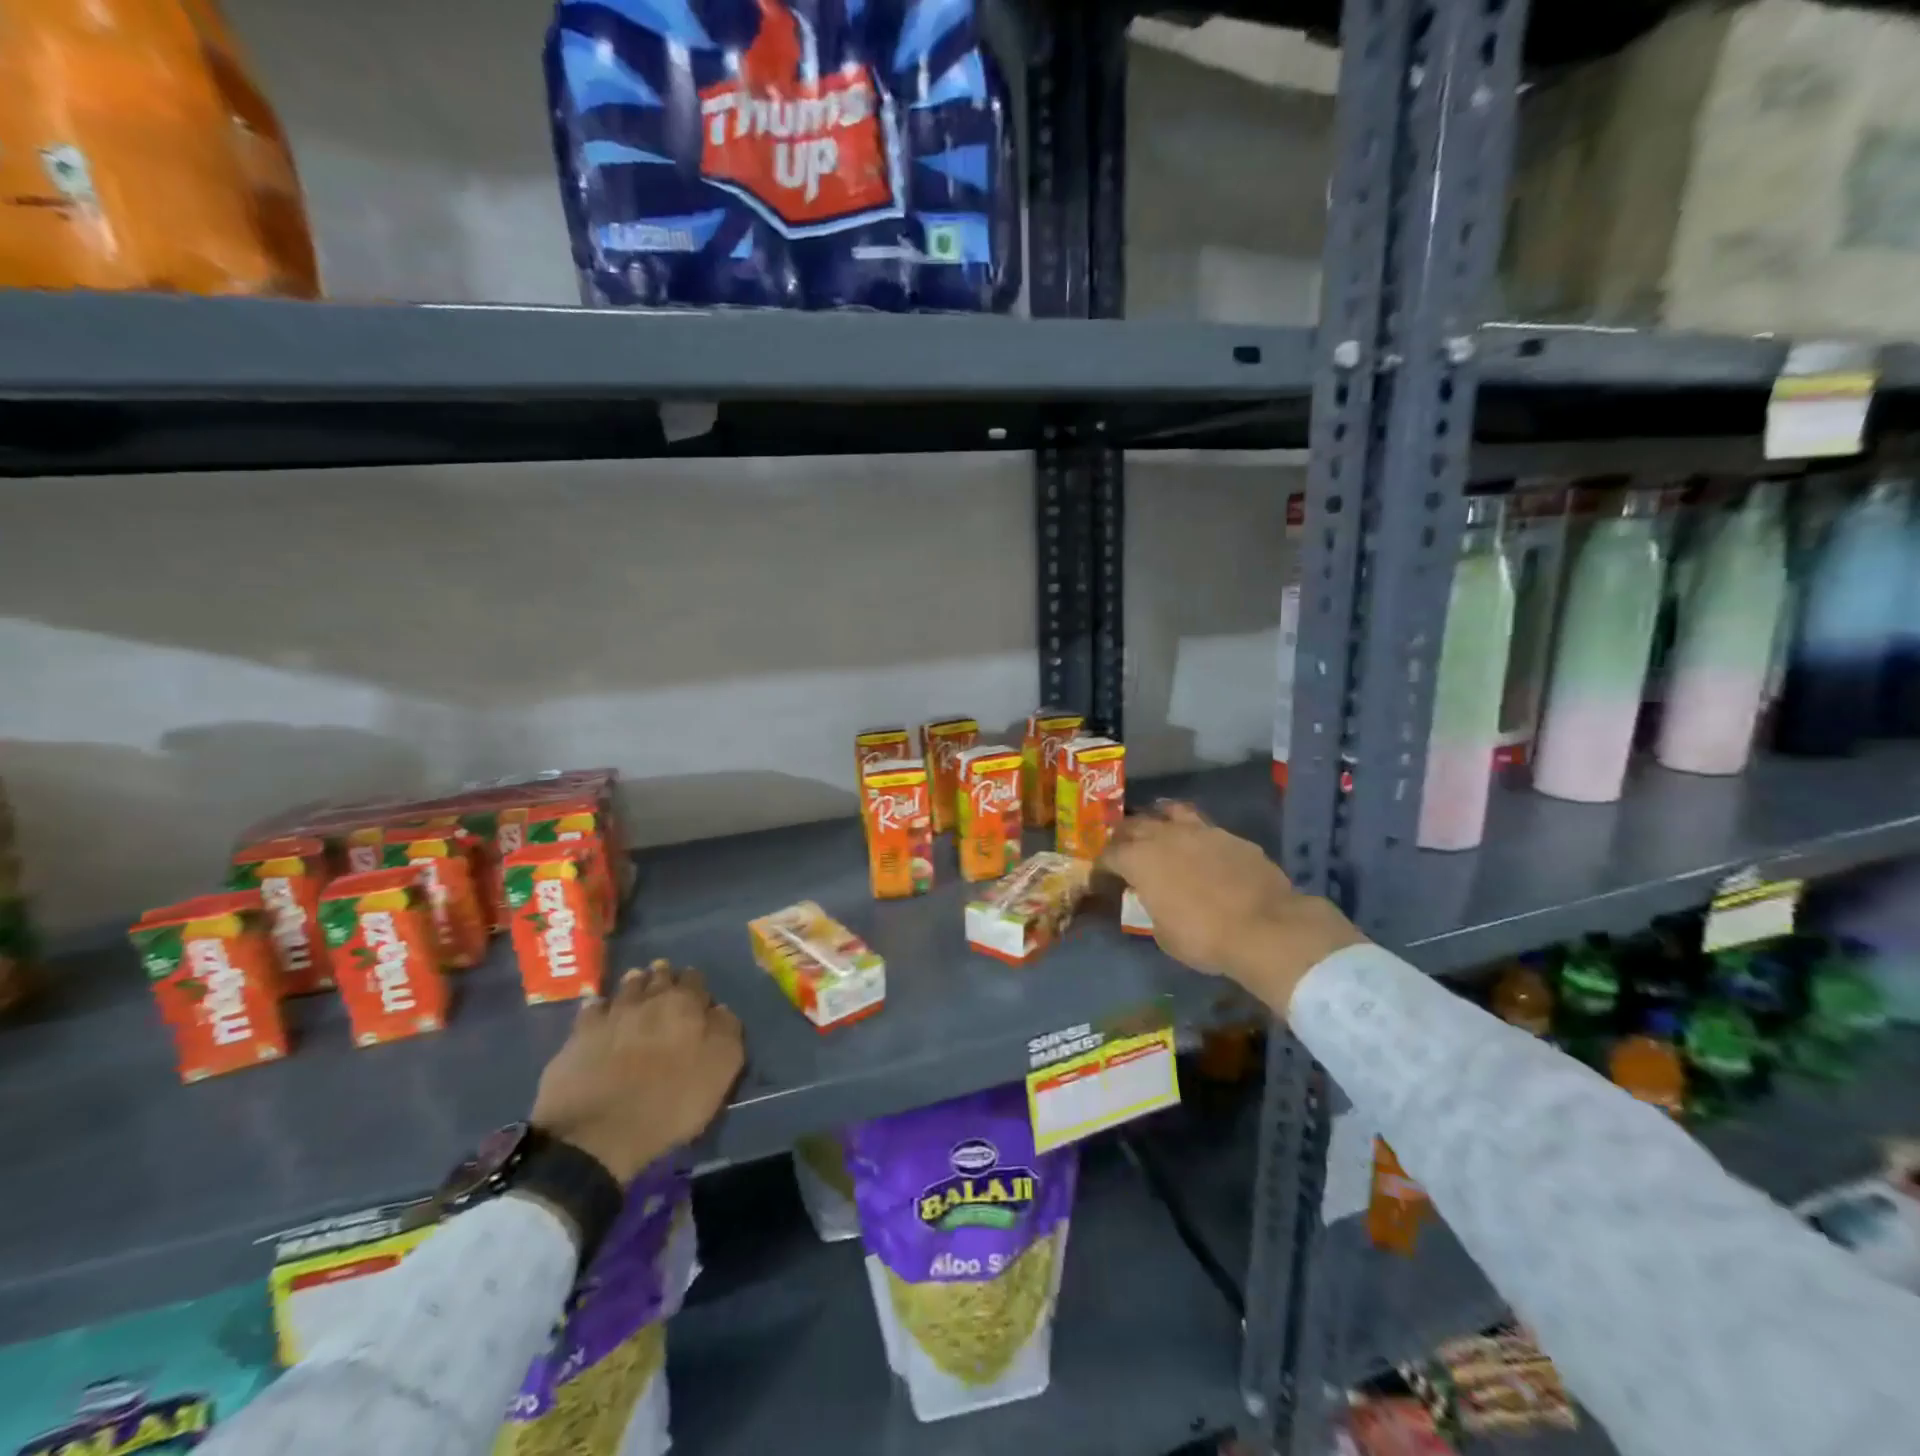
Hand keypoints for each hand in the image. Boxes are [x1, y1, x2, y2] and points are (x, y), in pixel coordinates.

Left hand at [531, 960, 744, 1182]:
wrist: (597, 1131)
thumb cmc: (669, 1102)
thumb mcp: (720, 1069)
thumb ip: (726, 1031)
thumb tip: (719, 1010)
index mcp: (686, 1004)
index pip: (695, 980)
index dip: (697, 986)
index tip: (697, 997)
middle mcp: (649, 998)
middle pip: (659, 976)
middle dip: (664, 978)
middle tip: (666, 984)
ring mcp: (611, 1013)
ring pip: (627, 986)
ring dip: (635, 984)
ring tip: (637, 987)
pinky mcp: (579, 1034)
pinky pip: (592, 1008)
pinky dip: (599, 1006)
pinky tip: (600, 1011)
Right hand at [1100, 803, 1367, 1013]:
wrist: (1265, 927)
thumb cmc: (1203, 937)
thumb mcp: (1163, 933)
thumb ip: (1152, 907)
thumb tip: (1154, 900)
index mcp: (1139, 860)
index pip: (1109, 855)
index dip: (1102, 865)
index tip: (1102, 876)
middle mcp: (1165, 836)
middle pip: (1134, 825)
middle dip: (1124, 835)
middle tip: (1123, 847)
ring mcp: (1200, 831)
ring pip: (1170, 812)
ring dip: (1158, 819)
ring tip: (1157, 828)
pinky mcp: (1231, 836)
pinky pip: (1204, 828)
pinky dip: (1195, 835)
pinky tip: (1200, 848)